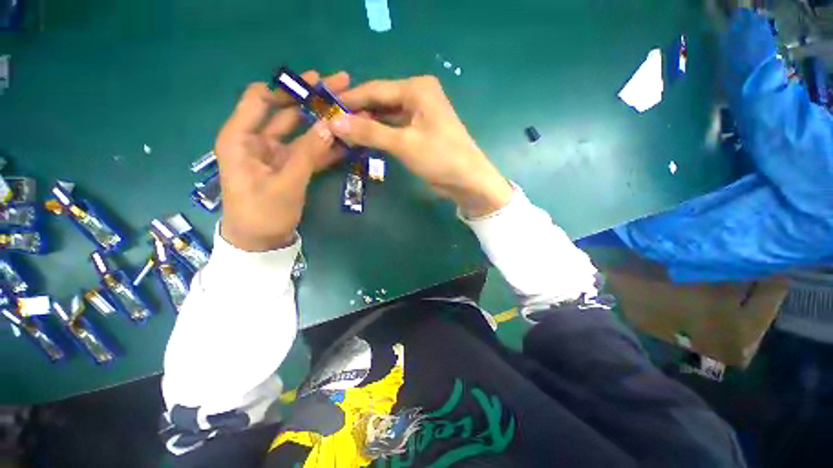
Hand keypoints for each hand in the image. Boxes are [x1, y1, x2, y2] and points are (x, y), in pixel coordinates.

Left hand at [216, 71, 349, 250]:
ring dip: (323, 122)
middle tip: (339, 84)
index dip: (285, 88)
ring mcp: (277, 155)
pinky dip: (326, 145)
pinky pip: (309, 151)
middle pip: (285, 111)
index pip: (259, 99)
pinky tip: (345, 139)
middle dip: (311, 98)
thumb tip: (329, 125)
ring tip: (348, 110)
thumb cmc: (263, 213)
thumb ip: (307, 154)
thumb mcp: (285, 184)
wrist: (261, 242)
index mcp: (241, 138)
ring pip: (301, 131)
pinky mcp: (291, 167)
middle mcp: (257, 140)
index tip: (314, 83)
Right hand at [329, 76, 512, 217]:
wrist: (467, 180)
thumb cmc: (440, 157)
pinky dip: (380, 135)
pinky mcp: (420, 132)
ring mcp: (420, 115)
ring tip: (344, 135)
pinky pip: (395, 129)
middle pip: (380, 102)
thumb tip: (334, 122)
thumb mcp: (403, 143)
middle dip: (358, 114)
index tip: (325, 110)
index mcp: (417, 89)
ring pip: (386, 117)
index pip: (375, 90)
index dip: (349, 100)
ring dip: (368, 126)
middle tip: (332, 126)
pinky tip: (365, 141)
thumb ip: (369, 131)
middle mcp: (418, 96)